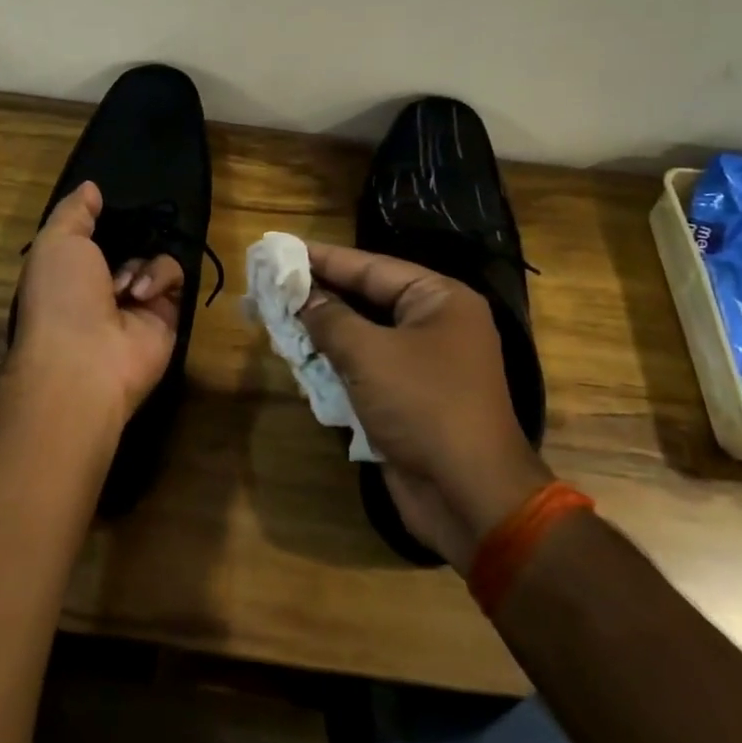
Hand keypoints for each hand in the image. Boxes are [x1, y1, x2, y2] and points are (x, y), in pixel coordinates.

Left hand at [9, 182, 184, 436]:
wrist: (85, 359)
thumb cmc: (60, 295)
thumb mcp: (56, 241)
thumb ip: (75, 211)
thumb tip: (92, 188)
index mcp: (70, 270)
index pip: (93, 235)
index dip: (103, 218)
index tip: (110, 202)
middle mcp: (102, 286)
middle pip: (128, 244)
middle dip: (130, 235)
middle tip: (132, 229)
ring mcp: (137, 303)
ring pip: (153, 256)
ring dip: (139, 263)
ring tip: (123, 285)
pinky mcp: (167, 315)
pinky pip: (175, 277)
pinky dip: (159, 278)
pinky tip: (140, 295)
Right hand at [299, 243, 550, 570]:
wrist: (469, 494)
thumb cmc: (424, 406)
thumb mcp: (370, 354)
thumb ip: (331, 320)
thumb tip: (304, 299)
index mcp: (439, 300)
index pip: (372, 267)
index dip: (324, 258)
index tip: (282, 248)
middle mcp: (435, 325)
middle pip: (367, 299)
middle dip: (320, 295)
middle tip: (272, 282)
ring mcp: (424, 364)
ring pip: (363, 336)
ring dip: (323, 332)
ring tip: (277, 316)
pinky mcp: (409, 399)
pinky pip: (366, 370)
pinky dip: (335, 364)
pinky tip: (300, 358)